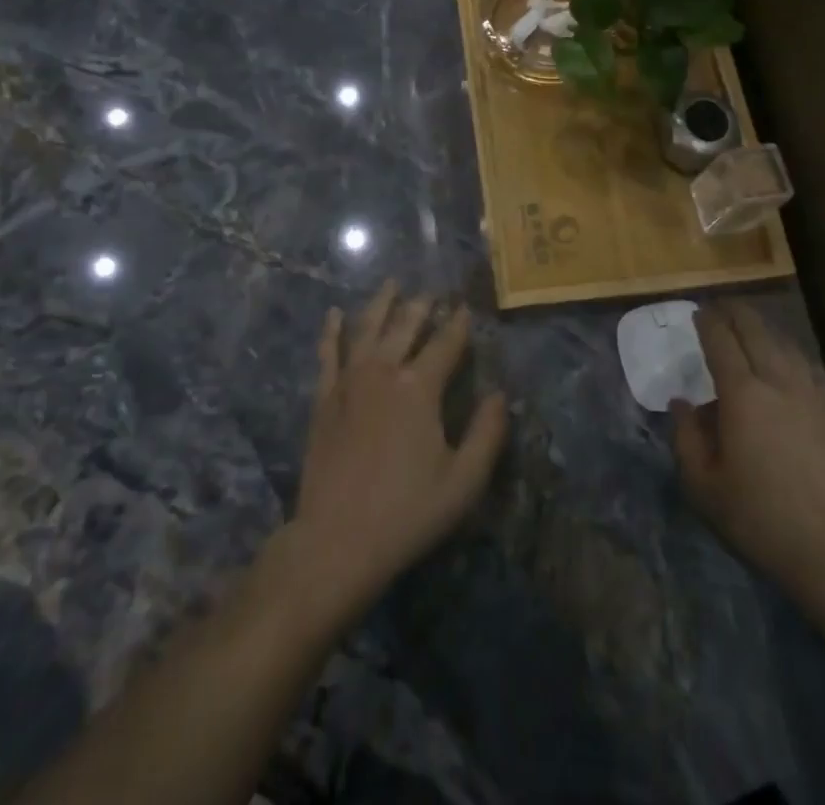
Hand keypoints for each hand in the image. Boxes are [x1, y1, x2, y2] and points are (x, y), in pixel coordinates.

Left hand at [291, 281, 508, 621]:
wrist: (335, 540)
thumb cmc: (406, 512)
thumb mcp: (463, 481)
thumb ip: (487, 433)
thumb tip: (500, 395)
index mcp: (420, 388)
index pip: (446, 343)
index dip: (459, 323)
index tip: (465, 307)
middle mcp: (384, 372)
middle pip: (406, 326)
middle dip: (422, 305)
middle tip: (432, 291)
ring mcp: (349, 382)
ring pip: (367, 329)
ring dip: (381, 304)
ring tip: (392, 284)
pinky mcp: (324, 398)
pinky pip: (328, 354)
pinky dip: (332, 331)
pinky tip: (335, 313)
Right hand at [673, 303, 824, 608]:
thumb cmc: (759, 518)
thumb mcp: (703, 485)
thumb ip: (686, 437)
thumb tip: (682, 402)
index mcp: (741, 395)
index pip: (720, 341)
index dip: (707, 322)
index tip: (698, 312)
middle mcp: (777, 381)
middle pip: (755, 330)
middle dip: (735, 312)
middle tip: (720, 306)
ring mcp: (812, 394)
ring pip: (785, 343)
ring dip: (764, 327)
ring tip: (751, 324)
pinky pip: (812, 366)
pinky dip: (794, 352)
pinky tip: (791, 357)